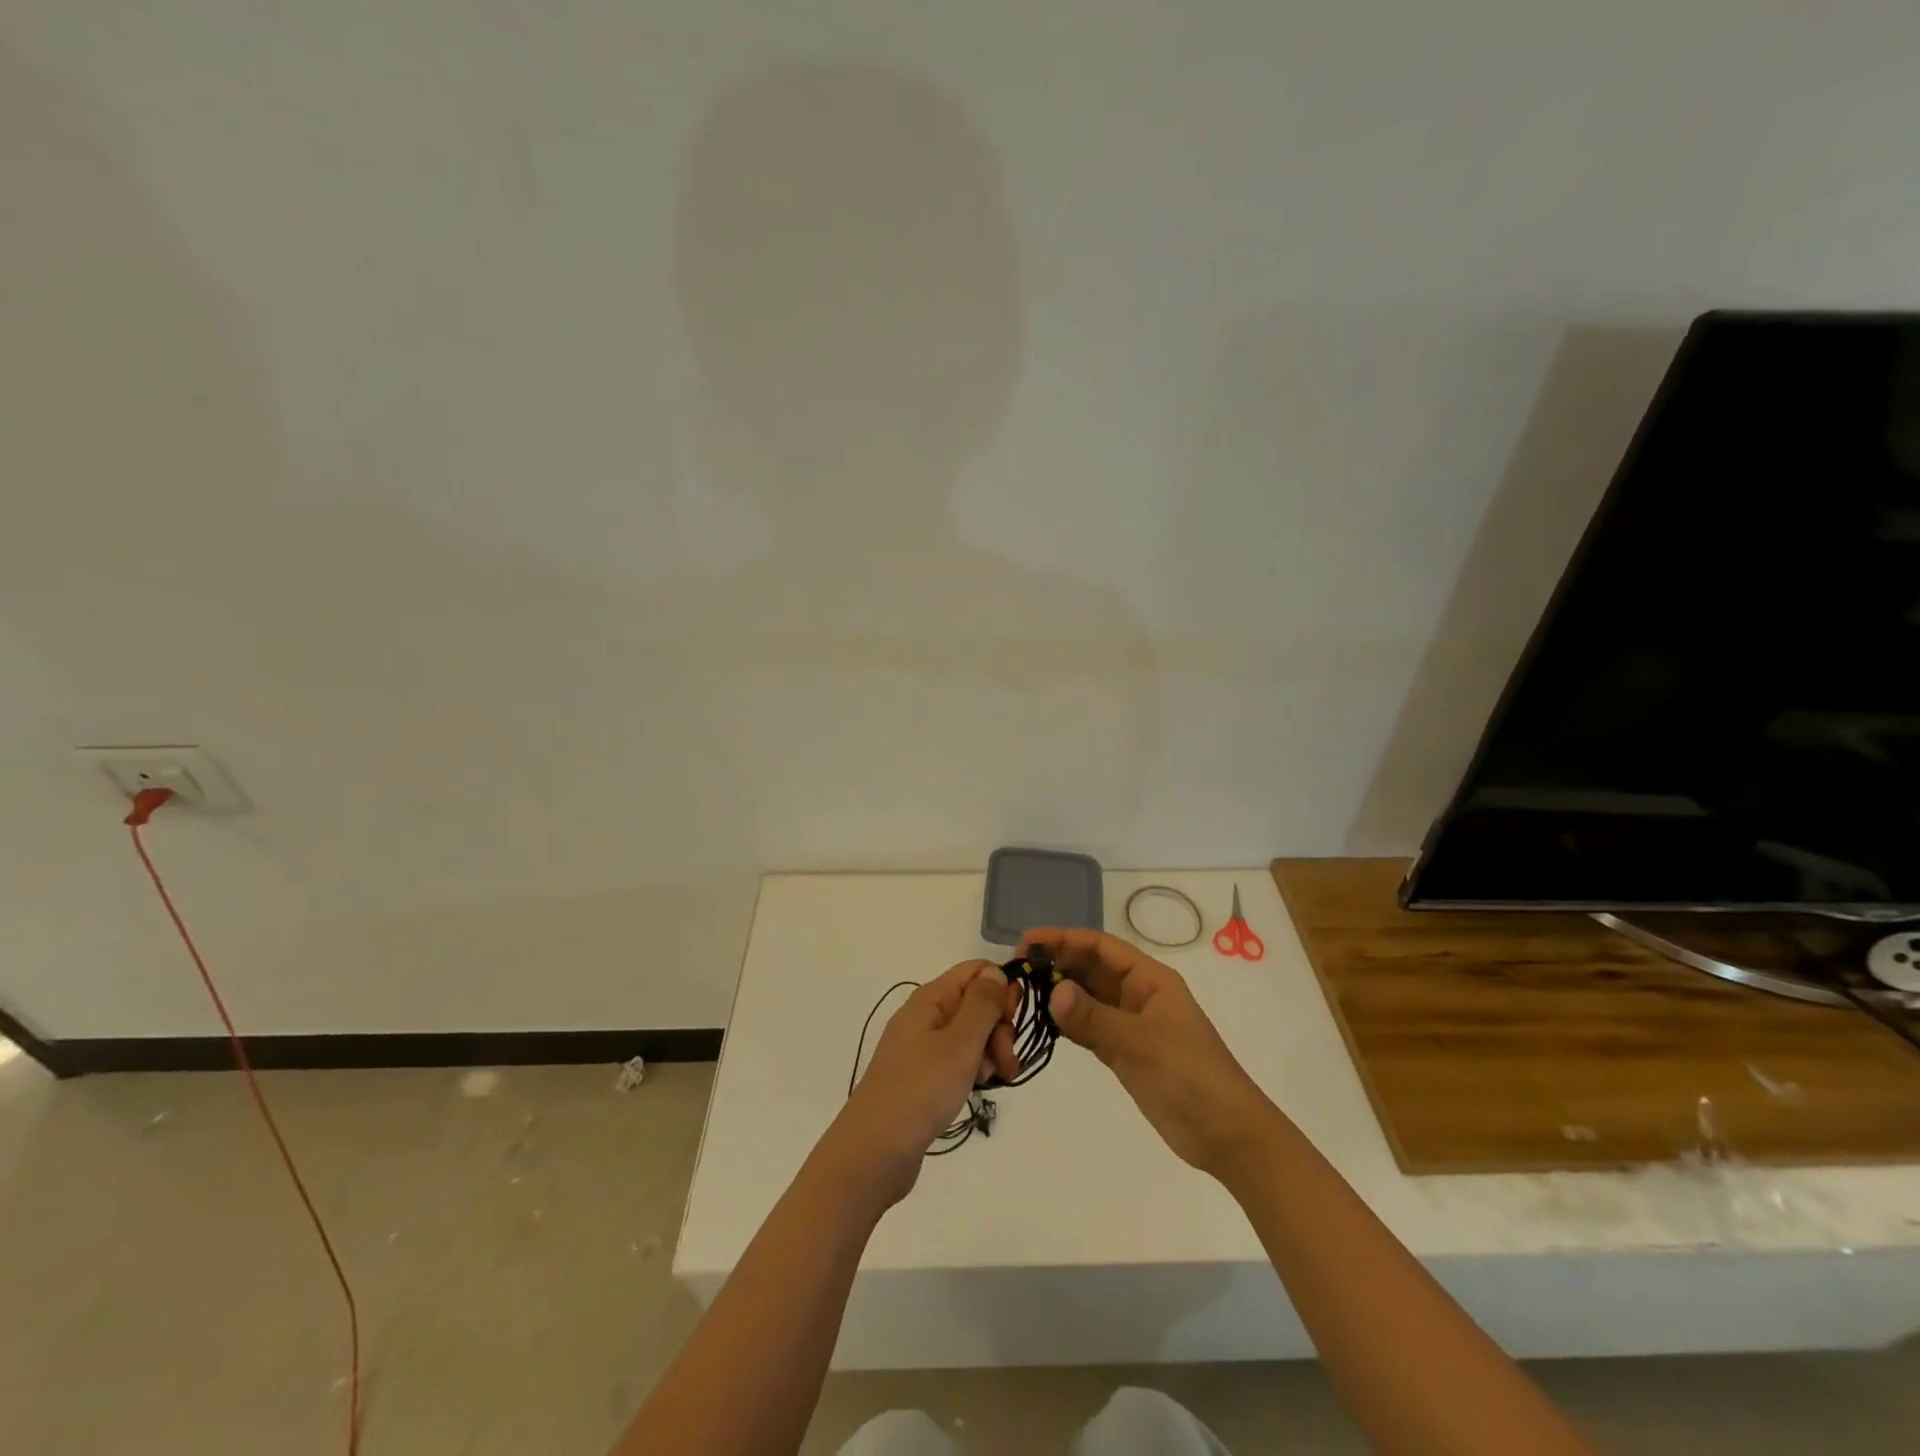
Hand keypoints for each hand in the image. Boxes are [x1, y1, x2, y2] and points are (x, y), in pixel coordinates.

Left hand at [827, 960, 1020, 1203]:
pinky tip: (977, 1088)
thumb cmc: (921, 1089)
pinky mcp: (924, 1074)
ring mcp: (923, 1046)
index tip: (1012, 1021)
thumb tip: (995, 971)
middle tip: (1006, 1061)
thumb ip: (983, 1003)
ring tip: (991, 1080)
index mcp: (931, 998)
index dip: (1001, 988)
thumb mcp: (960, 1042)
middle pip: (976, 1002)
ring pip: (971, 1033)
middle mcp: (926, 1015)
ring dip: (990, 1052)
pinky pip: (959, 1058)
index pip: (976, 970)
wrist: (875, 1151)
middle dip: (1000, 1027)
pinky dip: (974, 1069)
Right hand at [1023, 928, 1277, 1178]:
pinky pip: (1089, 1026)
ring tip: (1022, 992)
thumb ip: (1095, 1018)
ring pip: (1088, 997)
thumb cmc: (1192, 1077)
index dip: (1064, 939)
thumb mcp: (1142, 1044)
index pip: (1101, 947)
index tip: (1027, 943)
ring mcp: (1131, 1024)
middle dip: (1057, 963)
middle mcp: (1138, 995)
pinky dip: (1067, 1022)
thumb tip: (1052, 990)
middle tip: (1017, 969)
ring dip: (1059, 992)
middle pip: (1091, 968)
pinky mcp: (1125, 1052)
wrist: (1228, 1136)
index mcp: (1151, 979)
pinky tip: (1043, 1022)